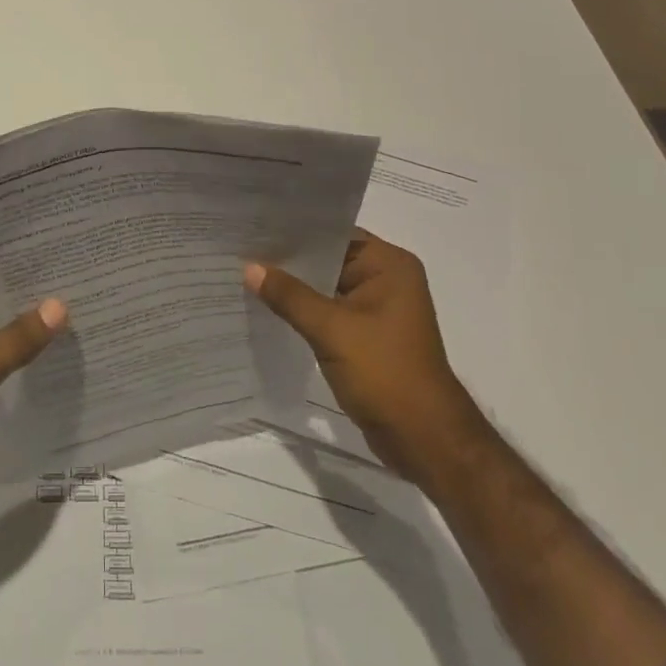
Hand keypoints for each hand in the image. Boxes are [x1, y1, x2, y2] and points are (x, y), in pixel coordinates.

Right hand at [245, 230, 481, 486]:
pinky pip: (329, 311)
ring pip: (326, 287)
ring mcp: (377, 308)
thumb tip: (249, 267)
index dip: (295, 230)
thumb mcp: (332, 330)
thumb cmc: (385, 373)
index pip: (334, 234)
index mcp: (389, 265)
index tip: (254, 226)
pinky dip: (304, 311)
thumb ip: (289, 296)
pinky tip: (268, 307)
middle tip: (241, 248)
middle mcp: (386, 279)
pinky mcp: (367, 334)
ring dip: (294, 287)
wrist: (423, 440)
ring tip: (245, 273)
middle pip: (328, 259)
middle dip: (289, 260)